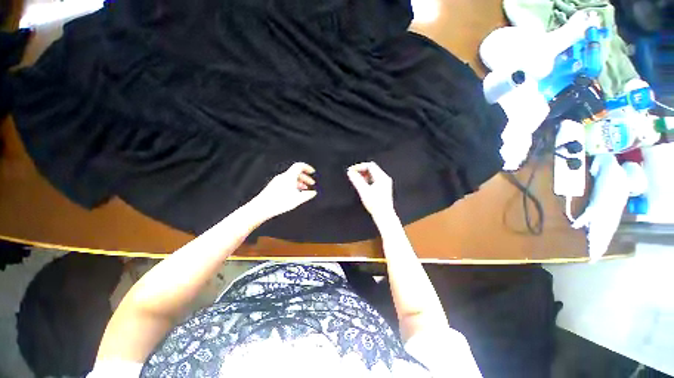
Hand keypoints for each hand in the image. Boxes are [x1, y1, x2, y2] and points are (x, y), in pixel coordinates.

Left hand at [251, 162, 316, 220]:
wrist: (261, 207)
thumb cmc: (279, 202)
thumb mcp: (298, 199)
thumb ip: (308, 195)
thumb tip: (313, 193)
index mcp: (289, 176)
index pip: (300, 166)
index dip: (307, 168)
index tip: (313, 172)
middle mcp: (283, 177)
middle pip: (296, 172)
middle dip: (306, 177)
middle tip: (312, 183)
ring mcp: (277, 181)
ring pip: (292, 178)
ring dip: (300, 182)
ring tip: (305, 189)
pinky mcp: (274, 186)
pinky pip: (287, 182)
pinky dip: (294, 185)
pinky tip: (295, 193)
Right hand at [347, 162, 395, 221]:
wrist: (384, 215)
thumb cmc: (375, 205)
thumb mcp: (363, 191)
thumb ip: (356, 180)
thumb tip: (350, 172)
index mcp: (381, 177)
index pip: (370, 165)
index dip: (359, 166)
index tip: (351, 171)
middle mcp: (385, 178)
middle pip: (372, 168)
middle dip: (361, 170)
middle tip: (353, 174)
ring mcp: (385, 183)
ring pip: (373, 174)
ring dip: (364, 175)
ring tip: (356, 180)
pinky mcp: (384, 188)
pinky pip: (374, 179)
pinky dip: (367, 179)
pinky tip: (362, 185)